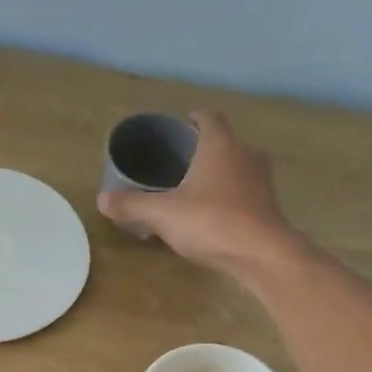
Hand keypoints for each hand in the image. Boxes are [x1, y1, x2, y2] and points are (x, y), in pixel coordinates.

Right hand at [96, 109, 301, 275]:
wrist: (262, 253)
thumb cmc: (211, 221)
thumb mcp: (162, 214)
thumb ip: (132, 205)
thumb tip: (102, 199)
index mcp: (220, 145)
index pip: (209, 117)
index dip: (194, 119)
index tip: (181, 127)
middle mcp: (245, 154)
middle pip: (225, 141)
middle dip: (206, 148)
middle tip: (182, 162)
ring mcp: (262, 180)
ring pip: (239, 166)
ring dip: (221, 173)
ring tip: (197, 188)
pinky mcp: (269, 205)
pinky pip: (246, 192)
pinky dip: (231, 196)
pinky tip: (215, 214)